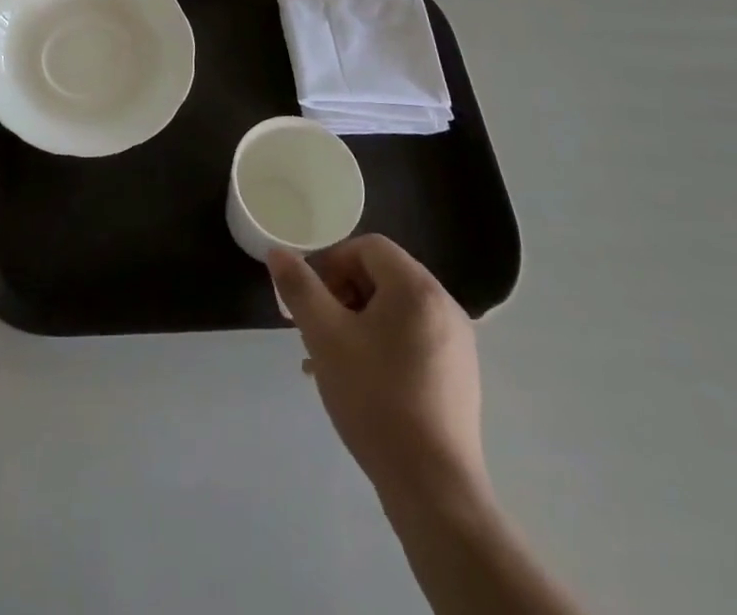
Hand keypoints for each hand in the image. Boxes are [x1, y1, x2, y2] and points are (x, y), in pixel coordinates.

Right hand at [268, 236, 487, 506]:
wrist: (433, 488)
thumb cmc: (375, 399)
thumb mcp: (325, 336)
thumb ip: (299, 287)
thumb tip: (277, 252)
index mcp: (416, 287)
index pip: (368, 247)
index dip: (332, 262)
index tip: (311, 298)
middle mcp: (444, 305)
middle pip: (383, 276)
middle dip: (342, 294)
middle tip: (317, 329)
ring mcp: (457, 342)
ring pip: (395, 311)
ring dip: (358, 322)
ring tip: (331, 359)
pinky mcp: (459, 376)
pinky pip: (413, 339)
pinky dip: (383, 345)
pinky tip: (361, 382)